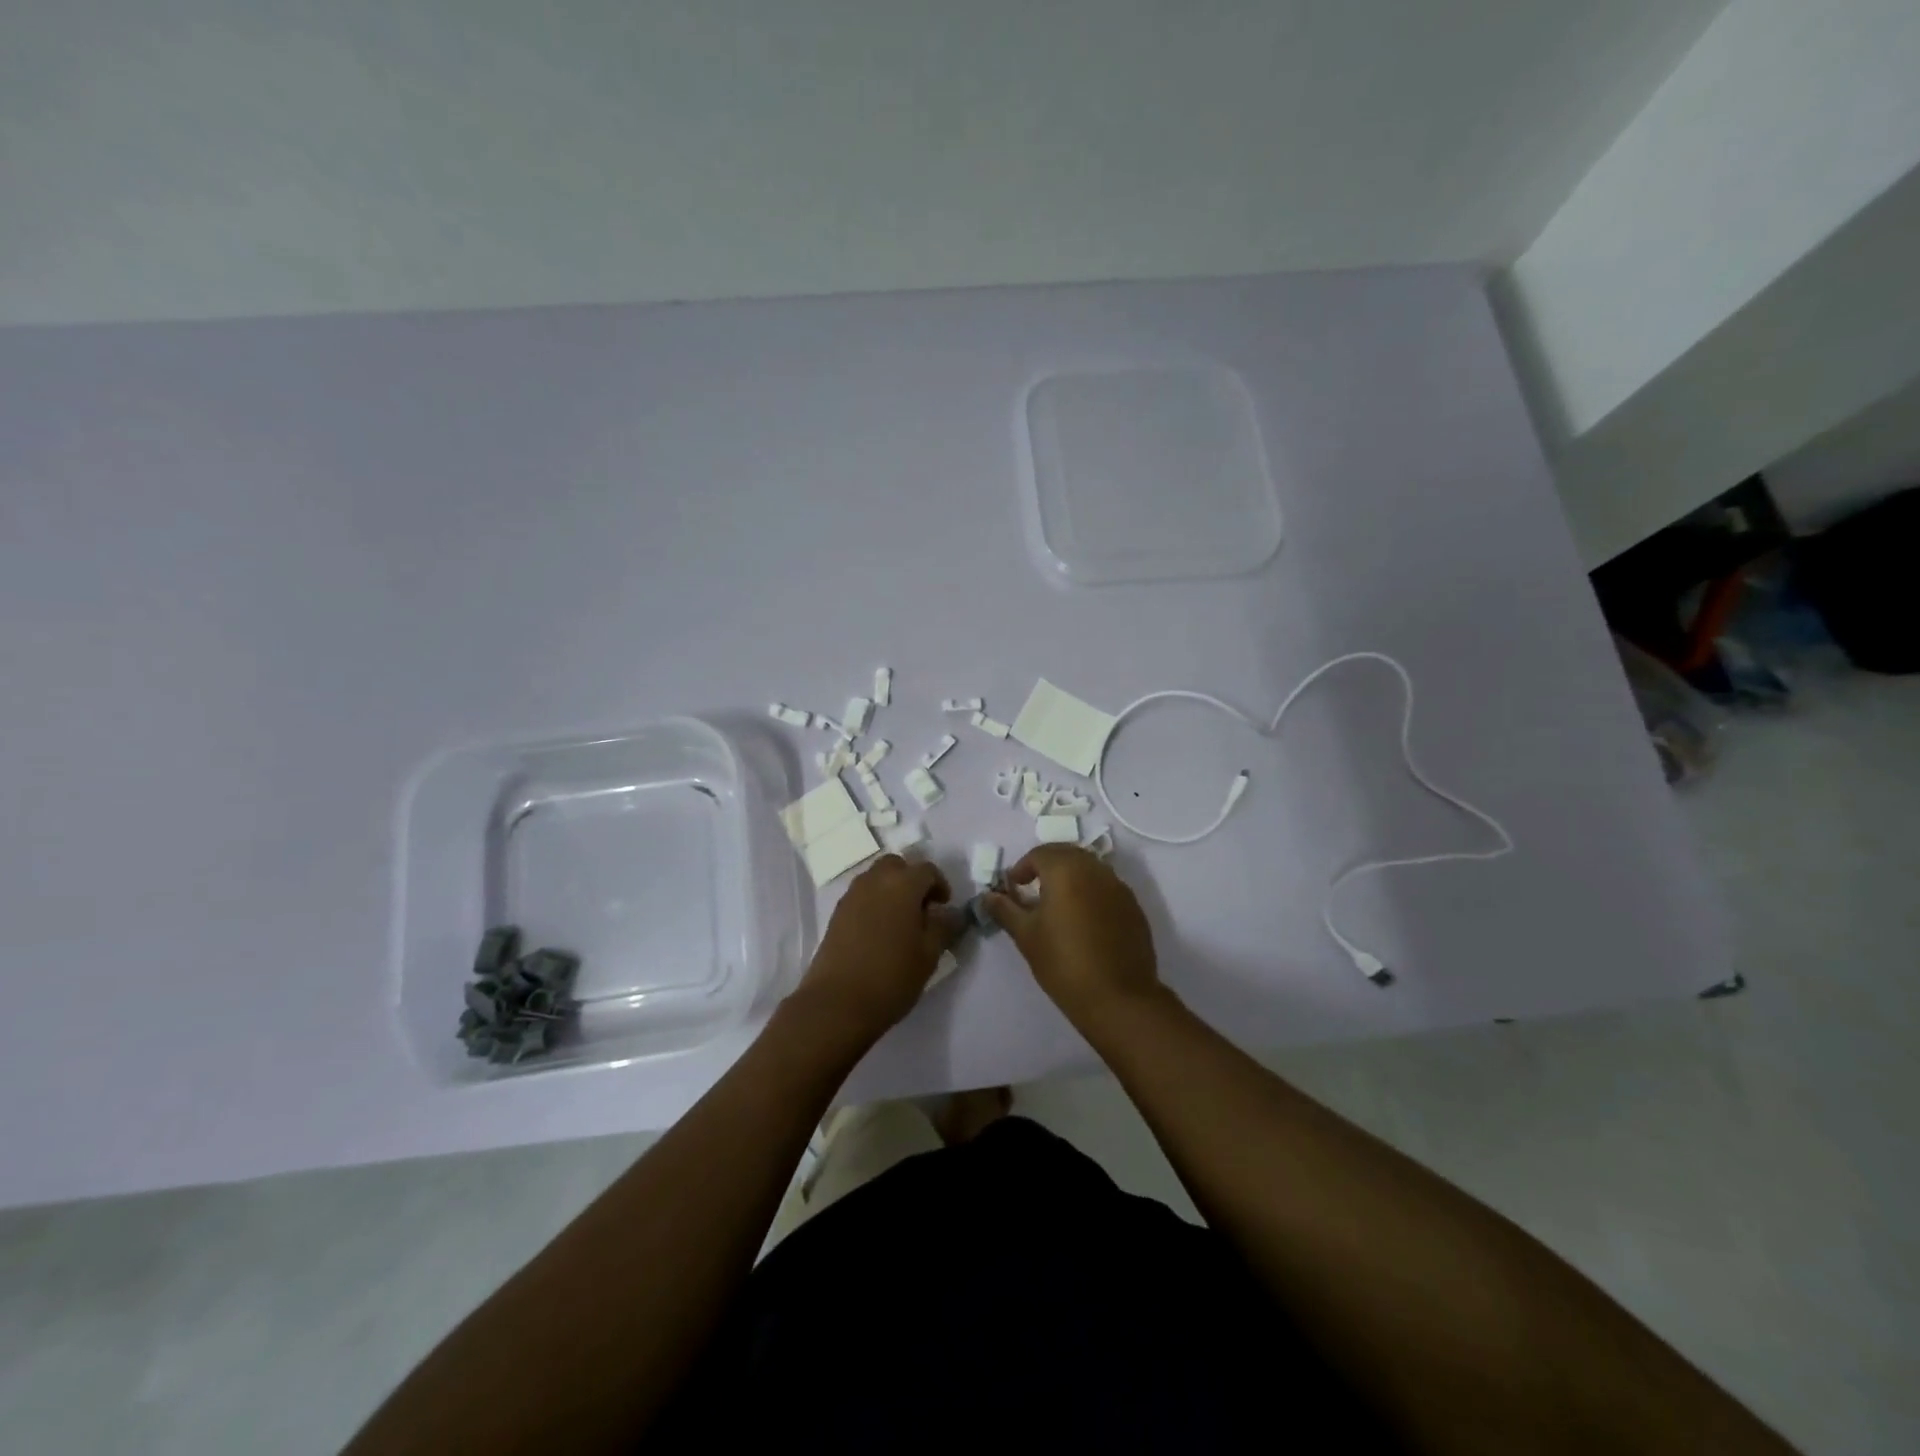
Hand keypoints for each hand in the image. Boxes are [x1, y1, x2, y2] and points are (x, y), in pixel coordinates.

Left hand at [794, 855, 956, 1040]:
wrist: (837, 1003)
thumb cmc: (891, 977)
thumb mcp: (928, 955)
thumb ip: (943, 927)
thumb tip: (951, 913)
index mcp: (902, 884)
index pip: (927, 870)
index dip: (940, 885)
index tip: (944, 908)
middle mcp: (875, 880)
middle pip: (897, 866)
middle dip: (912, 880)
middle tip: (922, 909)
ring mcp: (852, 895)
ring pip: (877, 878)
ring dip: (892, 889)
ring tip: (901, 922)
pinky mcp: (837, 913)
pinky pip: (862, 895)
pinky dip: (875, 902)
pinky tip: (880, 932)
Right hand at [984, 845, 1160, 1025]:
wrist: (1118, 998)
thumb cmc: (1063, 962)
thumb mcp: (1026, 935)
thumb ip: (1006, 910)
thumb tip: (988, 896)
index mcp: (1066, 870)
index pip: (1040, 853)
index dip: (1022, 868)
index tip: (1013, 888)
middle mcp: (1095, 869)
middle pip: (1067, 855)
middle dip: (1048, 867)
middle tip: (1033, 891)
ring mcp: (1119, 887)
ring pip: (1090, 870)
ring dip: (1071, 878)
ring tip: (1058, 906)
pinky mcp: (1134, 908)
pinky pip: (1107, 888)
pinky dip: (1091, 894)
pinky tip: (1084, 922)